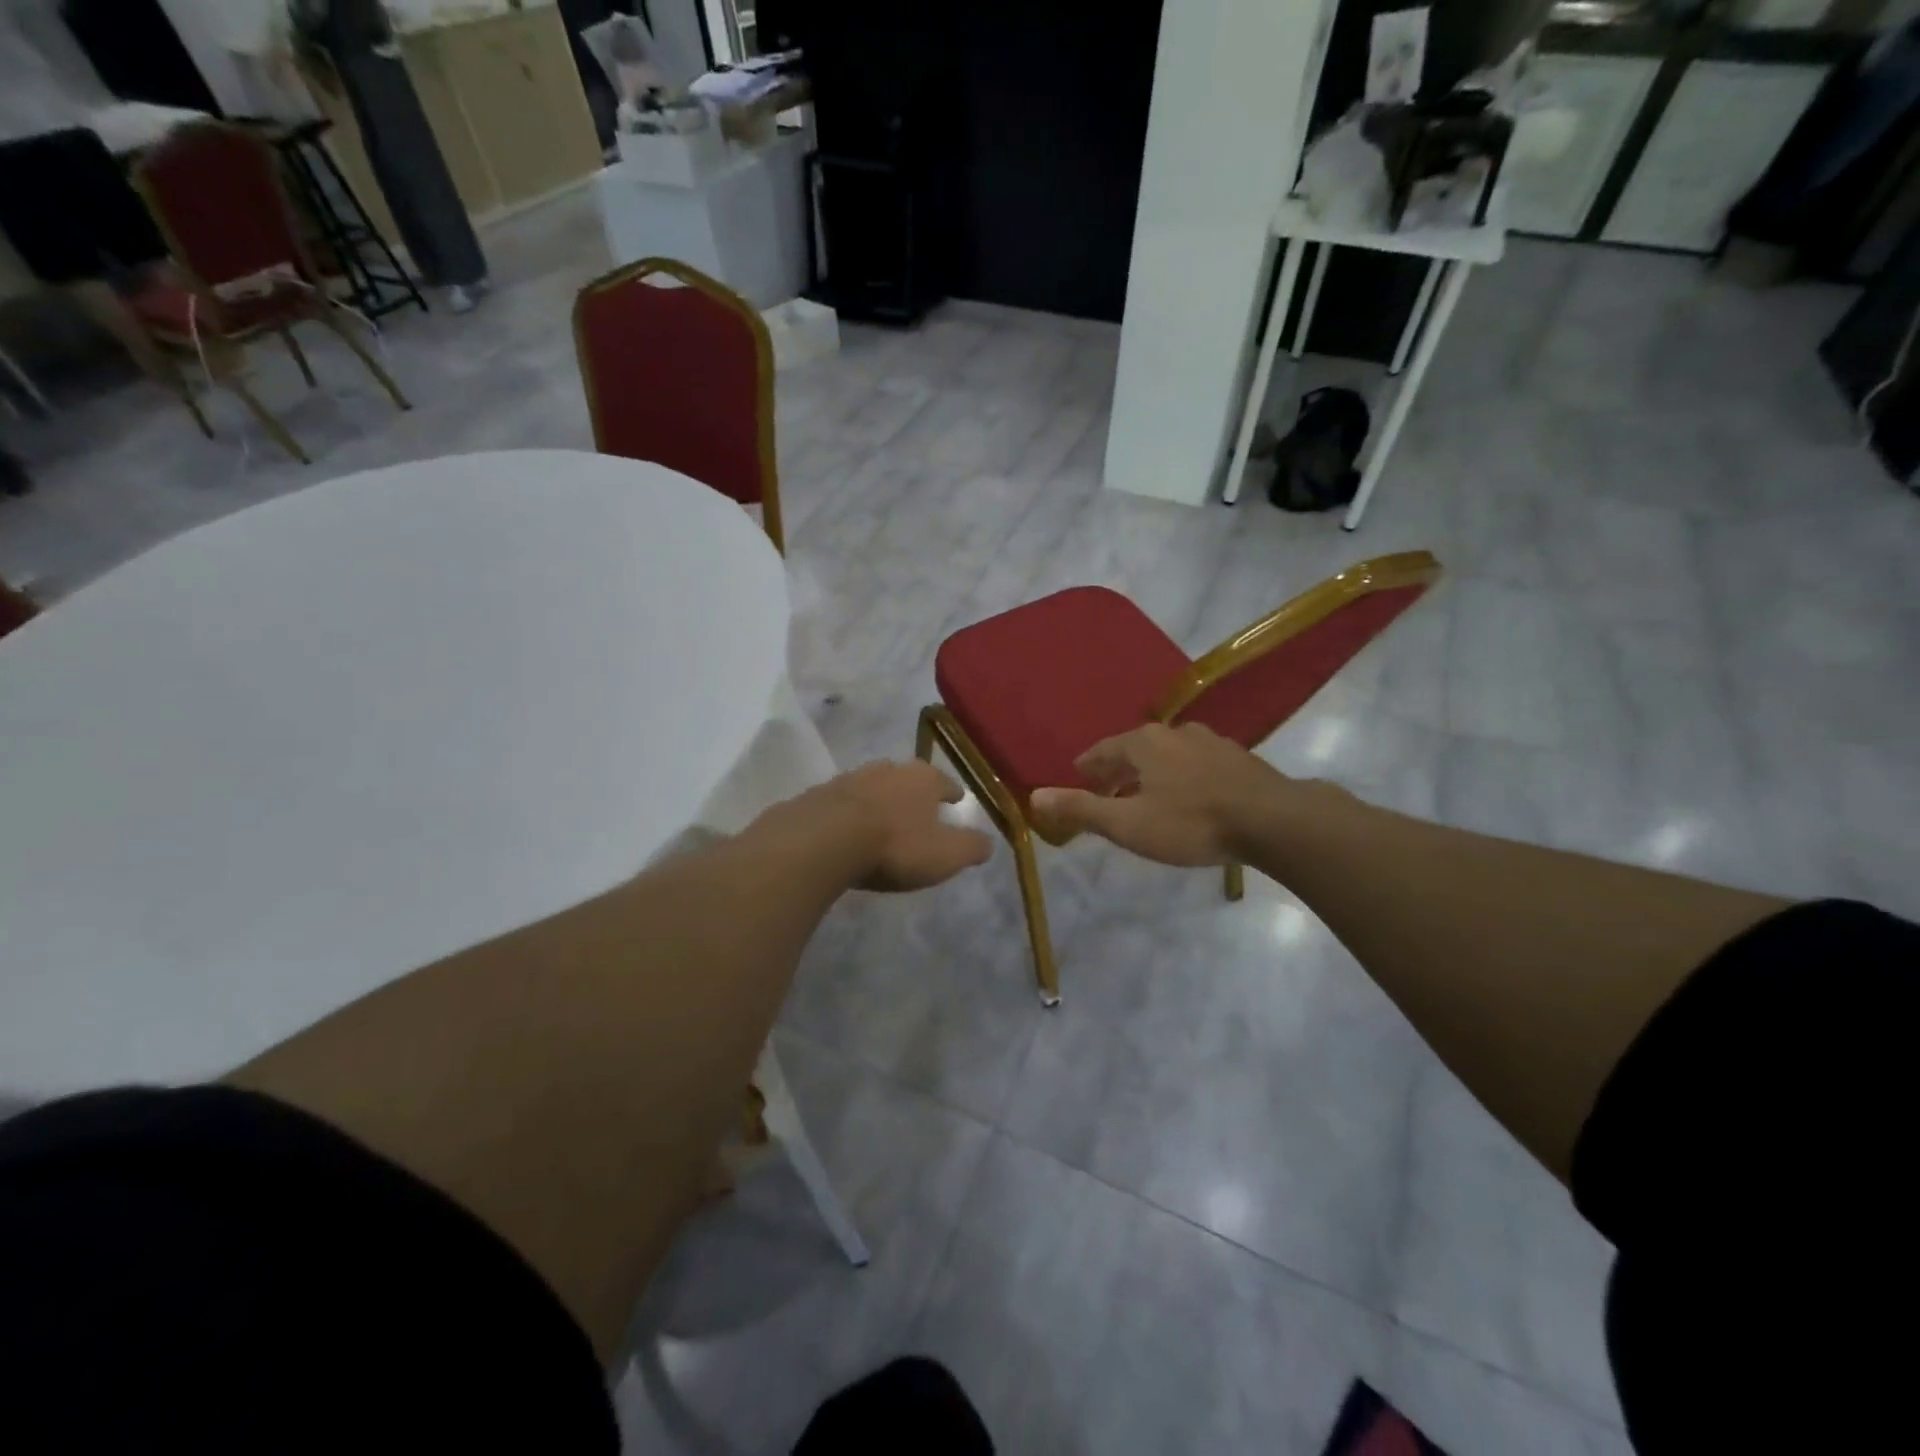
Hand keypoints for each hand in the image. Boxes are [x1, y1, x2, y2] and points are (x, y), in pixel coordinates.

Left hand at [810, 760, 993, 891]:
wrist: (825, 838)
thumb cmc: (895, 845)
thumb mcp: (946, 855)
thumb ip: (971, 847)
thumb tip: (989, 843)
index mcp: (923, 778)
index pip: (945, 782)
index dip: (953, 792)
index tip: (957, 799)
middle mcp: (890, 769)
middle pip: (908, 777)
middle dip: (914, 791)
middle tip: (919, 807)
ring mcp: (852, 777)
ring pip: (875, 785)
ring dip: (881, 799)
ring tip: (884, 817)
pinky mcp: (821, 794)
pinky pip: (844, 801)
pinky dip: (852, 811)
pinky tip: (850, 827)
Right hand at [1030, 722, 1299, 866]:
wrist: (1274, 820)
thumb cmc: (1191, 823)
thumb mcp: (1128, 824)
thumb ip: (1081, 809)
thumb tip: (1034, 797)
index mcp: (1143, 743)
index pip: (1102, 750)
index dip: (1087, 767)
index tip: (1078, 777)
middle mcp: (1175, 733)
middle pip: (1135, 750)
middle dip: (1118, 771)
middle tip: (1107, 792)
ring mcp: (1211, 742)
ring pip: (1168, 756)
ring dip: (1152, 774)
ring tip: (1146, 796)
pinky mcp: (1238, 759)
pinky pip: (1197, 765)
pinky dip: (1182, 779)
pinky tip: (1189, 798)